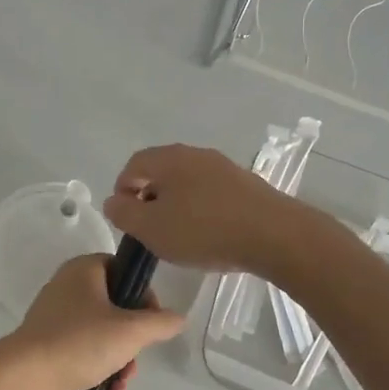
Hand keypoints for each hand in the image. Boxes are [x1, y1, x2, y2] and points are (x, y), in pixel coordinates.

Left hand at [0, 255, 183, 389]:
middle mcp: (68, 288)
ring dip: (120, 359)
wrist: (26, 379)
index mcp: (83, 270)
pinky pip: (85, 352)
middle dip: (132, 337)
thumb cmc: (80, 342)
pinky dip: (100, 370)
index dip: (142, 293)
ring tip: (121, 380)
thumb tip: (178, 318)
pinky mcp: (50, 348)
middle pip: (116, 306)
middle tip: (135, 355)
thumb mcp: (130, 331)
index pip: (122, 269)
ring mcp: (57, 319)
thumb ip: (160, 323)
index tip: (153, 319)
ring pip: (103, 333)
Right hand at [103, 143, 311, 274]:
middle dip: (150, 199)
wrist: (274, 235)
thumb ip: (124, 213)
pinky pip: (212, 193)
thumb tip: (114, 201)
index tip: (126, 220)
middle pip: (161, 172)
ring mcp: (223, 167)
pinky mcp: (246, 184)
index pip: (133, 165)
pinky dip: (202, 209)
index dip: (123, 191)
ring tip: (180, 235)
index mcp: (168, 158)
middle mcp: (195, 154)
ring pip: (188, 183)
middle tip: (151, 229)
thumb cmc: (204, 230)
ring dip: (177, 205)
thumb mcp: (151, 228)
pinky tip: (209, 234)